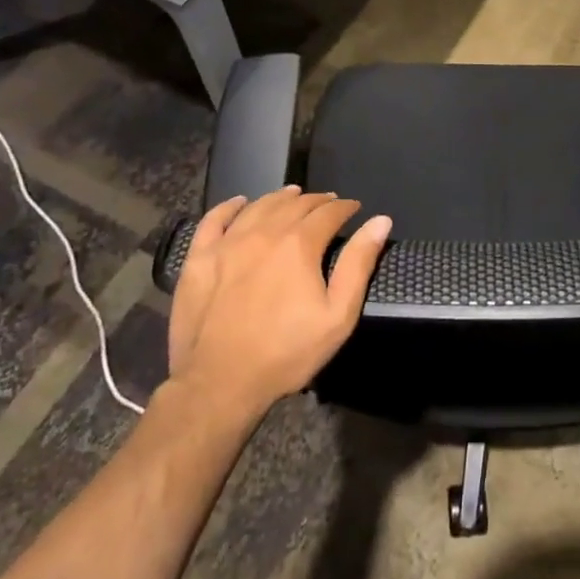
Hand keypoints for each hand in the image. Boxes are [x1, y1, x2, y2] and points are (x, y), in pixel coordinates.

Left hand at [166, 186, 391, 417]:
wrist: (219, 383)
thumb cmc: (286, 352)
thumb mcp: (338, 315)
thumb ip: (359, 264)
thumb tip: (381, 220)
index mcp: (299, 244)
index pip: (328, 212)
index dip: (345, 207)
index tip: (354, 208)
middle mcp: (264, 232)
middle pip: (295, 204)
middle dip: (317, 201)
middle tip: (328, 203)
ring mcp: (227, 243)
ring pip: (259, 206)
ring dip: (280, 197)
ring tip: (293, 195)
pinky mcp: (199, 258)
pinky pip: (214, 219)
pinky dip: (230, 206)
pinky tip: (240, 202)